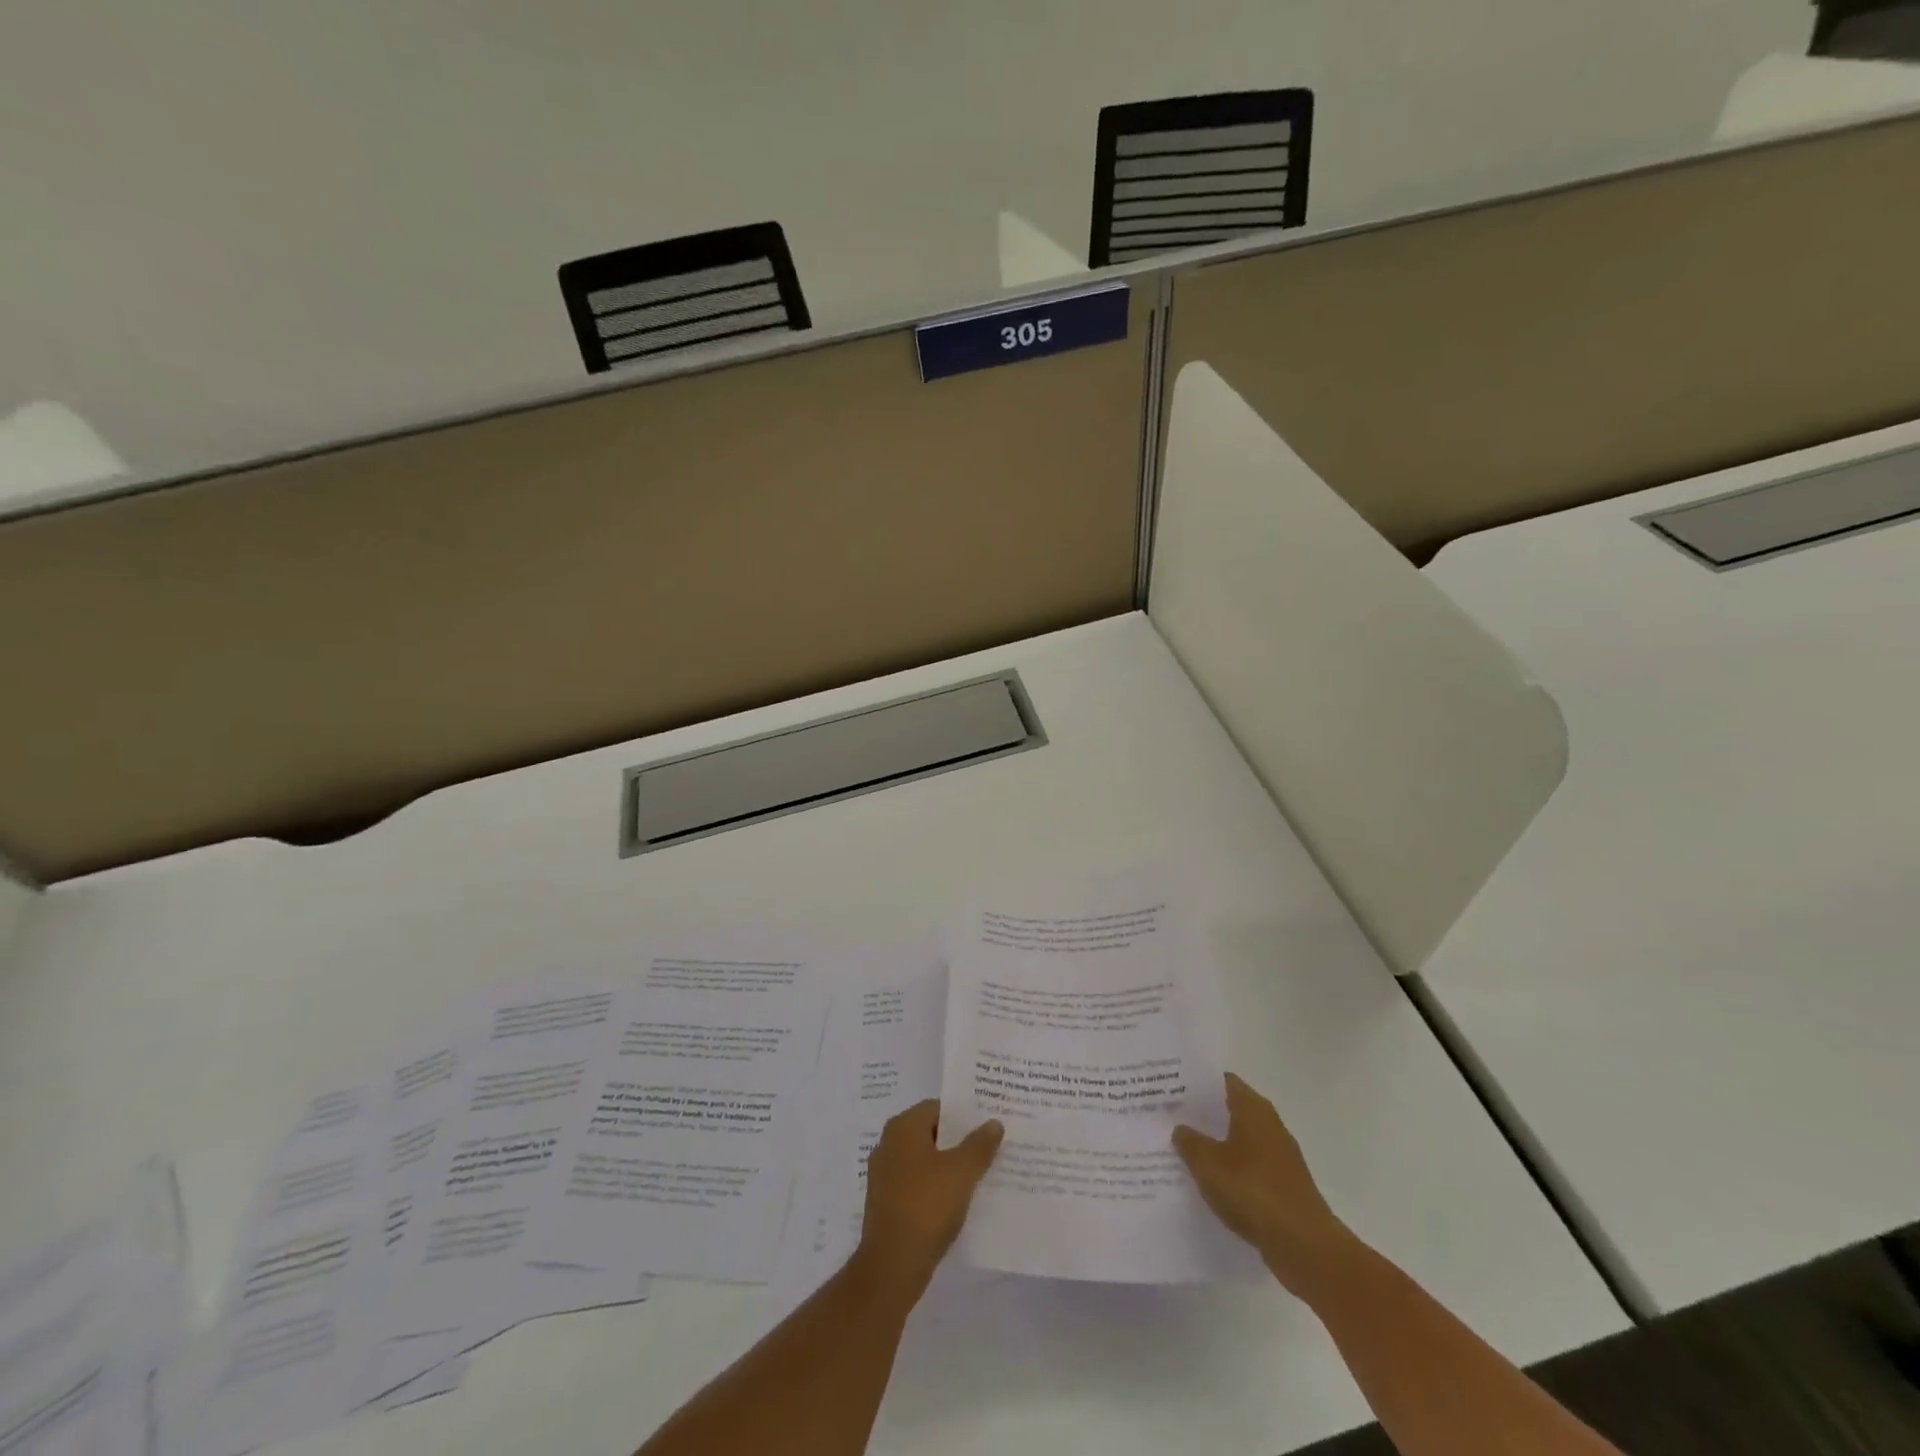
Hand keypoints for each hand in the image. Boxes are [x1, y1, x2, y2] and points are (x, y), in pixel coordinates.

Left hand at [855, 1100, 1003, 1292]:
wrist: (892, 1266)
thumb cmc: (927, 1206)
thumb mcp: (962, 1172)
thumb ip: (979, 1144)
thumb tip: (993, 1123)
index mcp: (903, 1127)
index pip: (938, 1108)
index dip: (964, 1115)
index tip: (988, 1124)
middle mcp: (889, 1144)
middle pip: (931, 1134)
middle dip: (959, 1141)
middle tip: (990, 1148)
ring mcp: (885, 1175)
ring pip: (925, 1161)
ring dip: (949, 1167)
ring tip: (981, 1175)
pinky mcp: (887, 1203)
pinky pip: (917, 1185)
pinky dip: (936, 1188)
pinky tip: (959, 1201)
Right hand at [1173, 1072, 1353, 1296]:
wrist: (1304, 1246)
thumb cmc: (1252, 1190)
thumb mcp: (1208, 1163)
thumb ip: (1190, 1142)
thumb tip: (1181, 1128)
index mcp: (1253, 1109)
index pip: (1223, 1081)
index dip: (1198, 1082)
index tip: (1172, 1086)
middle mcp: (1270, 1125)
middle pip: (1231, 1110)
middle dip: (1204, 1114)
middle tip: (1170, 1117)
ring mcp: (1280, 1158)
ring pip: (1240, 1141)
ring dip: (1217, 1145)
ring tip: (1184, 1150)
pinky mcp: (1284, 1187)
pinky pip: (1250, 1169)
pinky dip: (1231, 1172)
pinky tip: (1210, 1184)